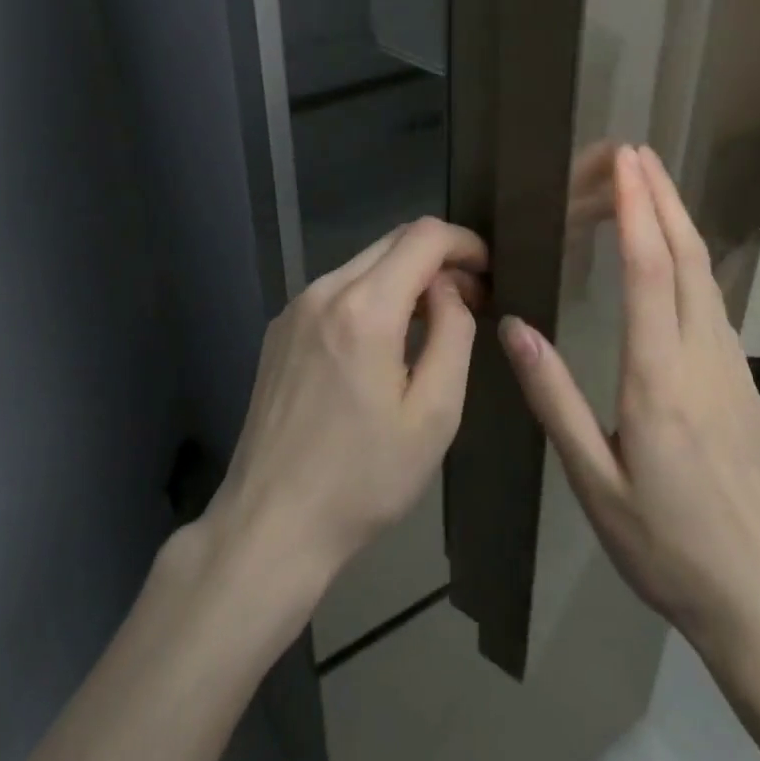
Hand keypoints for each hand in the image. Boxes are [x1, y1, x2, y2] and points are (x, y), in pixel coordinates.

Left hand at [205, 217, 487, 599]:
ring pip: (364, 263)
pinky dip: (372, 295)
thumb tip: (449, 289)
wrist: (271, 524)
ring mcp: (295, 308)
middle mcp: (324, 291)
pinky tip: (384, 340)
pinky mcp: (280, 329)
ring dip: (405, 277)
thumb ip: (453, 333)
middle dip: (438, 259)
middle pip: (393, 241)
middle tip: (469, 300)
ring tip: (431, 323)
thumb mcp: (434, 414)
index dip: (464, 242)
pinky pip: (337, 289)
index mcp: (365, 308)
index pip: (424, 236)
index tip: (488, 271)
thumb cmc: (364, 479)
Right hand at [500, 145, 759, 656]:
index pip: (651, 271)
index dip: (638, 209)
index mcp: (661, 378)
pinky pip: (716, 303)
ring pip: (709, 277)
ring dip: (680, 223)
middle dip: (663, 197)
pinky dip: (693, 261)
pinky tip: (678, 261)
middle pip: (689, 258)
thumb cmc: (670, 549)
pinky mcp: (747, 386)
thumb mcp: (595, 486)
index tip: (625, 161)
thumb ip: (556, 401)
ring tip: (653, 188)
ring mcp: (735, 370)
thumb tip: (514, 327)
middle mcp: (705, 358)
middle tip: (638, 151)